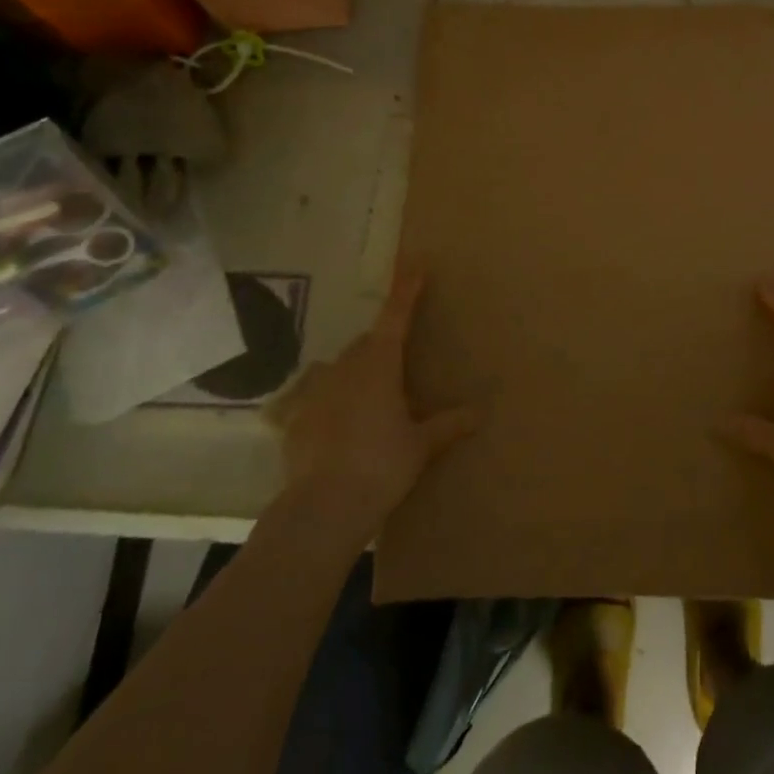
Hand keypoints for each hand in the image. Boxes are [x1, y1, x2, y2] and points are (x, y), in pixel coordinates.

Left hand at [265, 269, 481, 537]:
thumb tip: (480, 413)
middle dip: (383, 346)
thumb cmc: (381, 465)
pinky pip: (315, 399)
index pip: (395, 317)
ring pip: (339, 369)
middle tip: (401, 368)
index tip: (414, 265)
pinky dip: (329, 404)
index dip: (405, 291)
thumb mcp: (421, 445)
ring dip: (356, 374)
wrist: (323, 507)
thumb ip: (448, 425)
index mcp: (379, 365)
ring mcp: (314, 391)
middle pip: (366, 344)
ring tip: (370, 400)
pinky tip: (337, 429)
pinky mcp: (294, 419)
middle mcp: (344, 368)